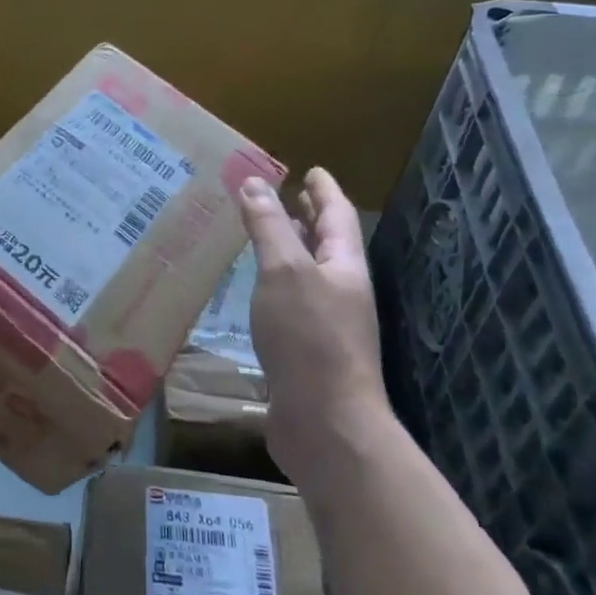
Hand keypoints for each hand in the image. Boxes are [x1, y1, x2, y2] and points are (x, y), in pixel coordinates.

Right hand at [238, 168, 389, 486]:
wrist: (325, 424)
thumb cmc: (309, 338)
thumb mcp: (284, 271)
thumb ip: (269, 226)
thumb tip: (254, 182)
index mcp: (344, 266)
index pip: (336, 215)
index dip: (323, 190)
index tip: (310, 170)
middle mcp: (339, 290)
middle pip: (325, 243)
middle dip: (306, 218)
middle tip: (282, 195)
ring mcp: (325, 323)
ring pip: (305, 274)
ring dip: (287, 250)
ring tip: (261, 234)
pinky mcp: (304, 351)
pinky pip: (287, 303)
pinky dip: (272, 285)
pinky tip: (251, 289)